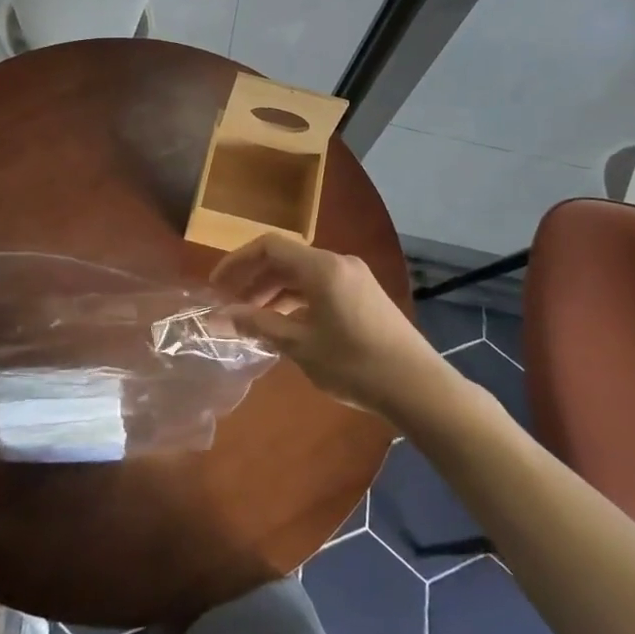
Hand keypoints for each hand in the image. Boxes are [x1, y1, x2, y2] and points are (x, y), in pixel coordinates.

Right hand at [211, 235, 445, 420]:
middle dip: (254, 280)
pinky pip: (321, 286)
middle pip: (286, 259)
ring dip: (275, 292)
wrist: (418, 386)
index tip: (216, 286)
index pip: (269, 247)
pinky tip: (286, 326)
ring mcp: (355, 277)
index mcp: (322, 267)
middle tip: (230, 306)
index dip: (238, 262)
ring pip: (303, 274)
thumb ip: (259, 325)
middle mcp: (338, 262)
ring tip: (254, 320)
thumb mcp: (300, 346)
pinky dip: (297, 300)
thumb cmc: (354, 364)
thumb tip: (221, 316)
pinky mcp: (364, 294)